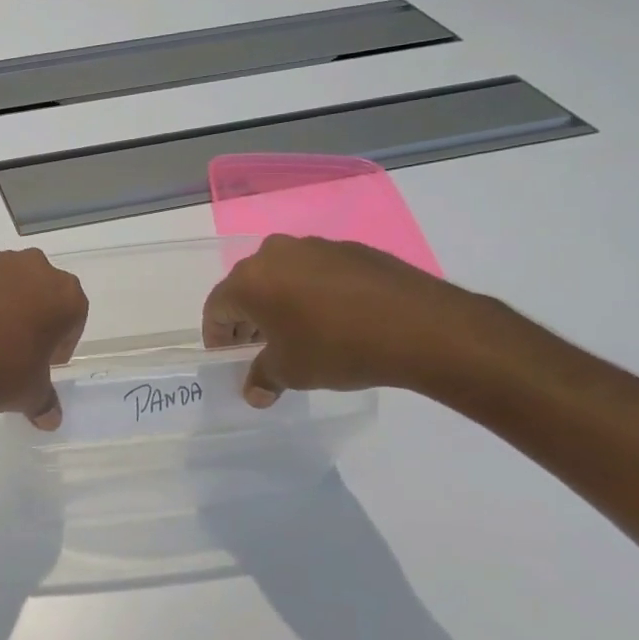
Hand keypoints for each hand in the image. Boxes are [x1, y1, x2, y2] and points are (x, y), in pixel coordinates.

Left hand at [0, 224, 87, 428]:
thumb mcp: (30, 395)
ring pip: (10, 269)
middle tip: (16, 346)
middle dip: (35, 312)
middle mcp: (36, 268)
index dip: (60, 341)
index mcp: (66, 296)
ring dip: (4, 290)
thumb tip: (51, 420)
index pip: (73, 315)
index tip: (44, 362)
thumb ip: (45, 401)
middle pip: (43, 288)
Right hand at [202, 234, 481, 406]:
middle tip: (258, 346)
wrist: (422, 327)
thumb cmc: (338, 348)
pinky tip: (335, 318)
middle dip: (247, 317)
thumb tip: (255, 392)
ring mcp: (315, 247)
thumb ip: (263, 378)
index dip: (218, 335)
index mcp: (250, 280)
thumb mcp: (292, 372)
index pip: (216, 307)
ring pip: (283, 276)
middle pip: (247, 286)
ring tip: (299, 332)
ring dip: (281, 302)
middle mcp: (275, 254)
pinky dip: (314, 292)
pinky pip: (317, 272)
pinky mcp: (352, 249)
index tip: (229, 357)